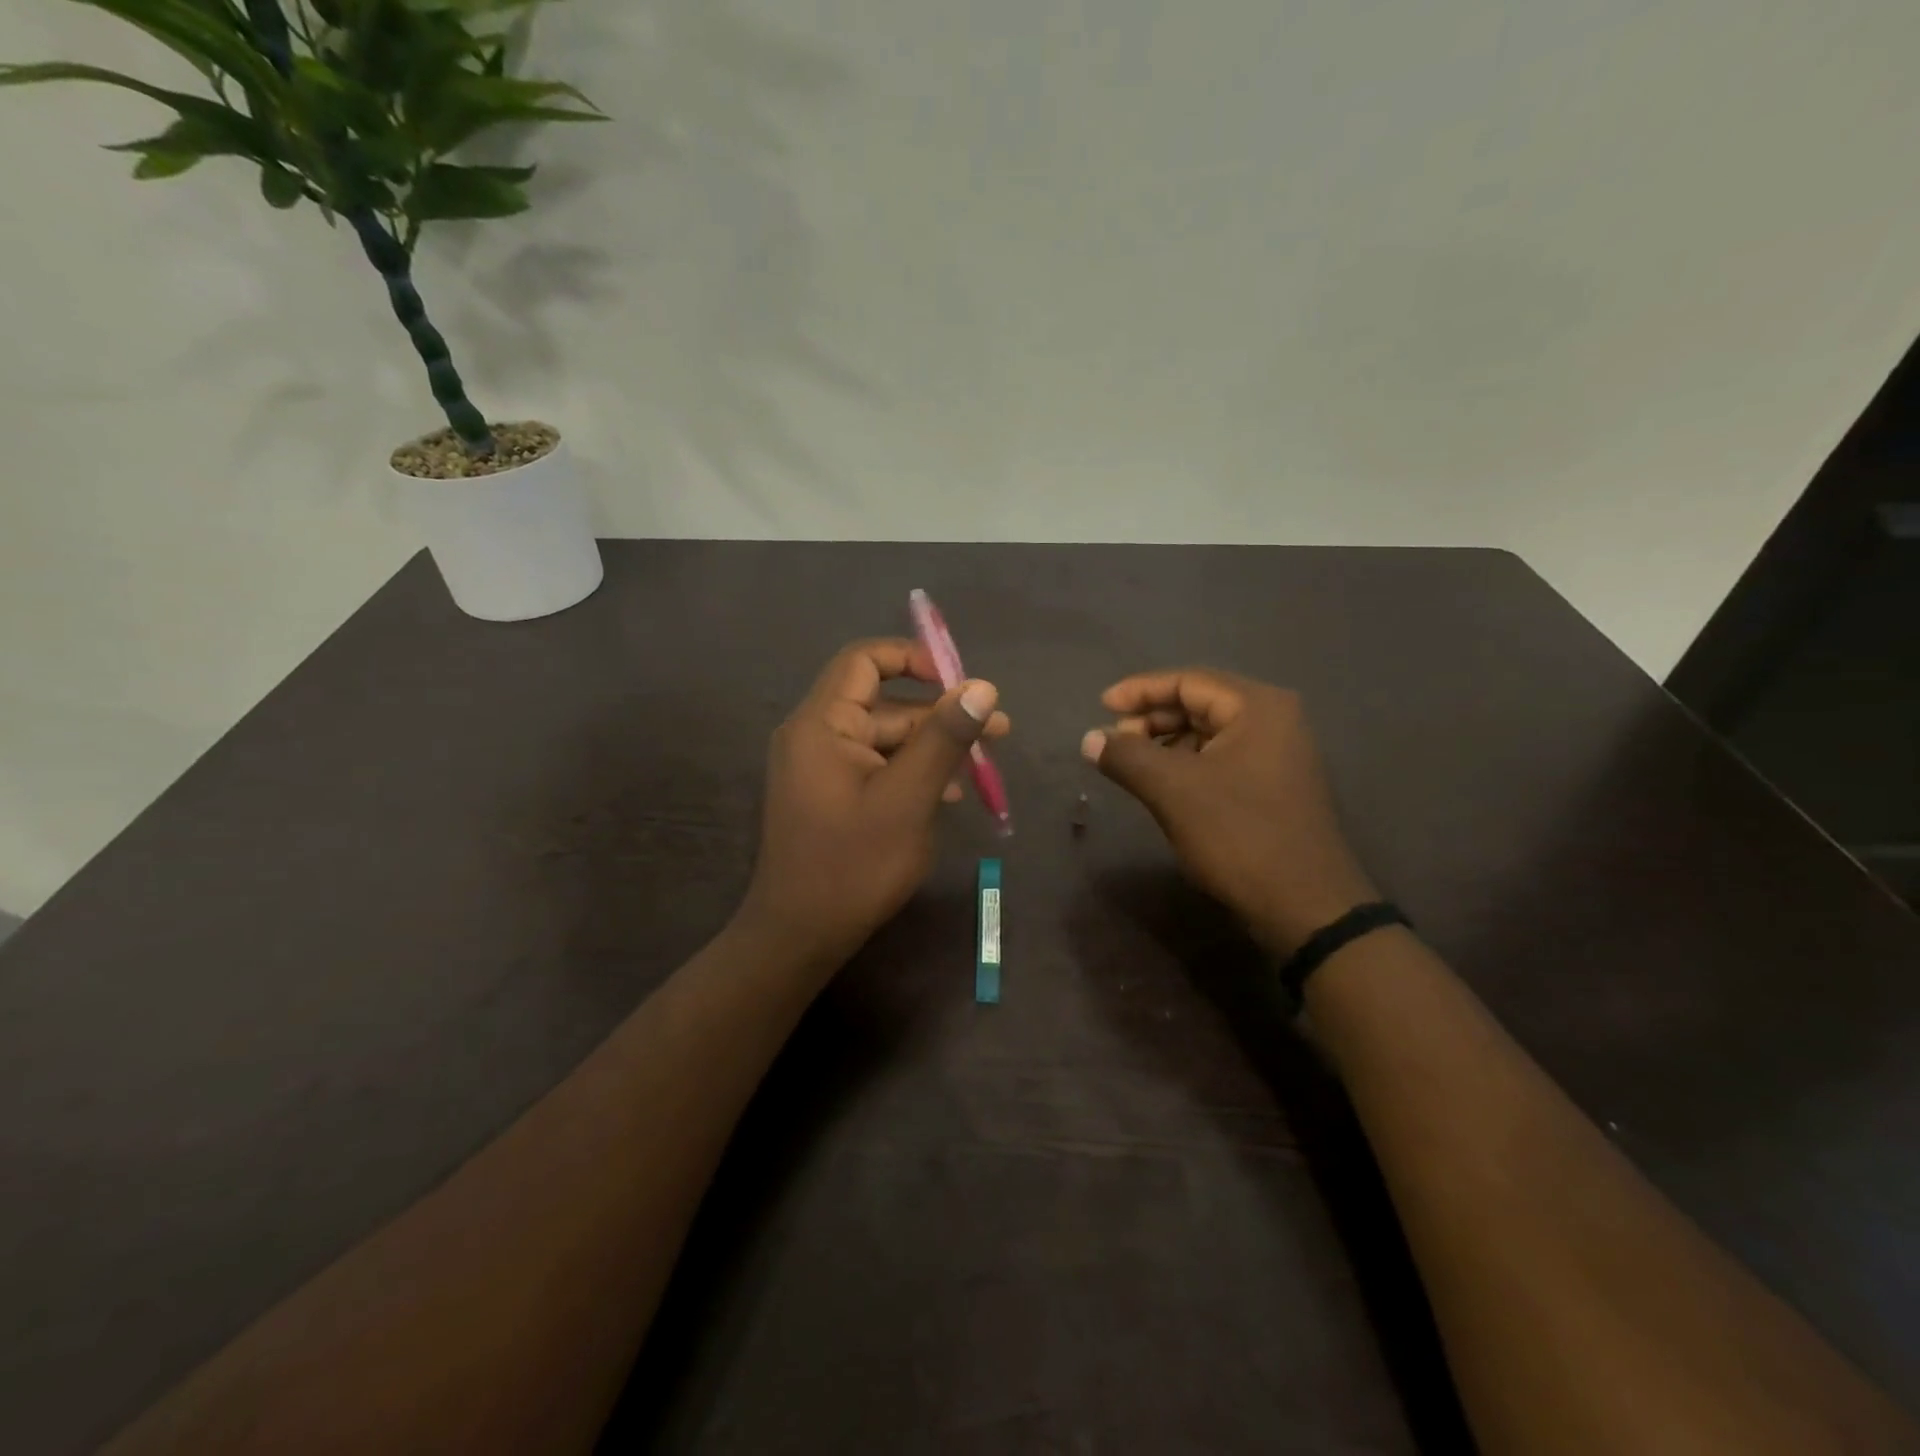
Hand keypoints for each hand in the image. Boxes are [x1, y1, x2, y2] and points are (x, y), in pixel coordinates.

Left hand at [738, 638, 1008, 975]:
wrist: (799, 936)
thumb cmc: (853, 865)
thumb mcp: (908, 798)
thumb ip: (943, 738)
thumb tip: (982, 687)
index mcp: (821, 724)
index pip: (864, 661)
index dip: (913, 659)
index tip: (960, 683)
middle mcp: (814, 736)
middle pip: (882, 704)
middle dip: (939, 713)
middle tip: (997, 730)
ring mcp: (819, 768)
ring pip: (883, 739)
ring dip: (931, 746)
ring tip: (983, 762)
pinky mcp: (828, 795)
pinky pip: (874, 767)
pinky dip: (910, 771)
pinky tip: (948, 793)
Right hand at [1082, 669, 1377, 955]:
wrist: (1306, 907)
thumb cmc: (1239, 836)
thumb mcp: (1173, 790)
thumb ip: (1126, 756)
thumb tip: (1089, 739)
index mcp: (1258, 707)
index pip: (1188, 681)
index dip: (1140, 691)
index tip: (1100, 706)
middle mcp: (1274, 720)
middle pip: (1200, 703)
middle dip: (1152, 719)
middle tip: (1114, 741)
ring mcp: (1279, 754)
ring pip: (1209, 733)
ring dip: (1167, 743)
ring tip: (1132, 764)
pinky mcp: (1274, 785)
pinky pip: (1221, 758)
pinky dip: (1187, 764)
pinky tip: (1163, 785)